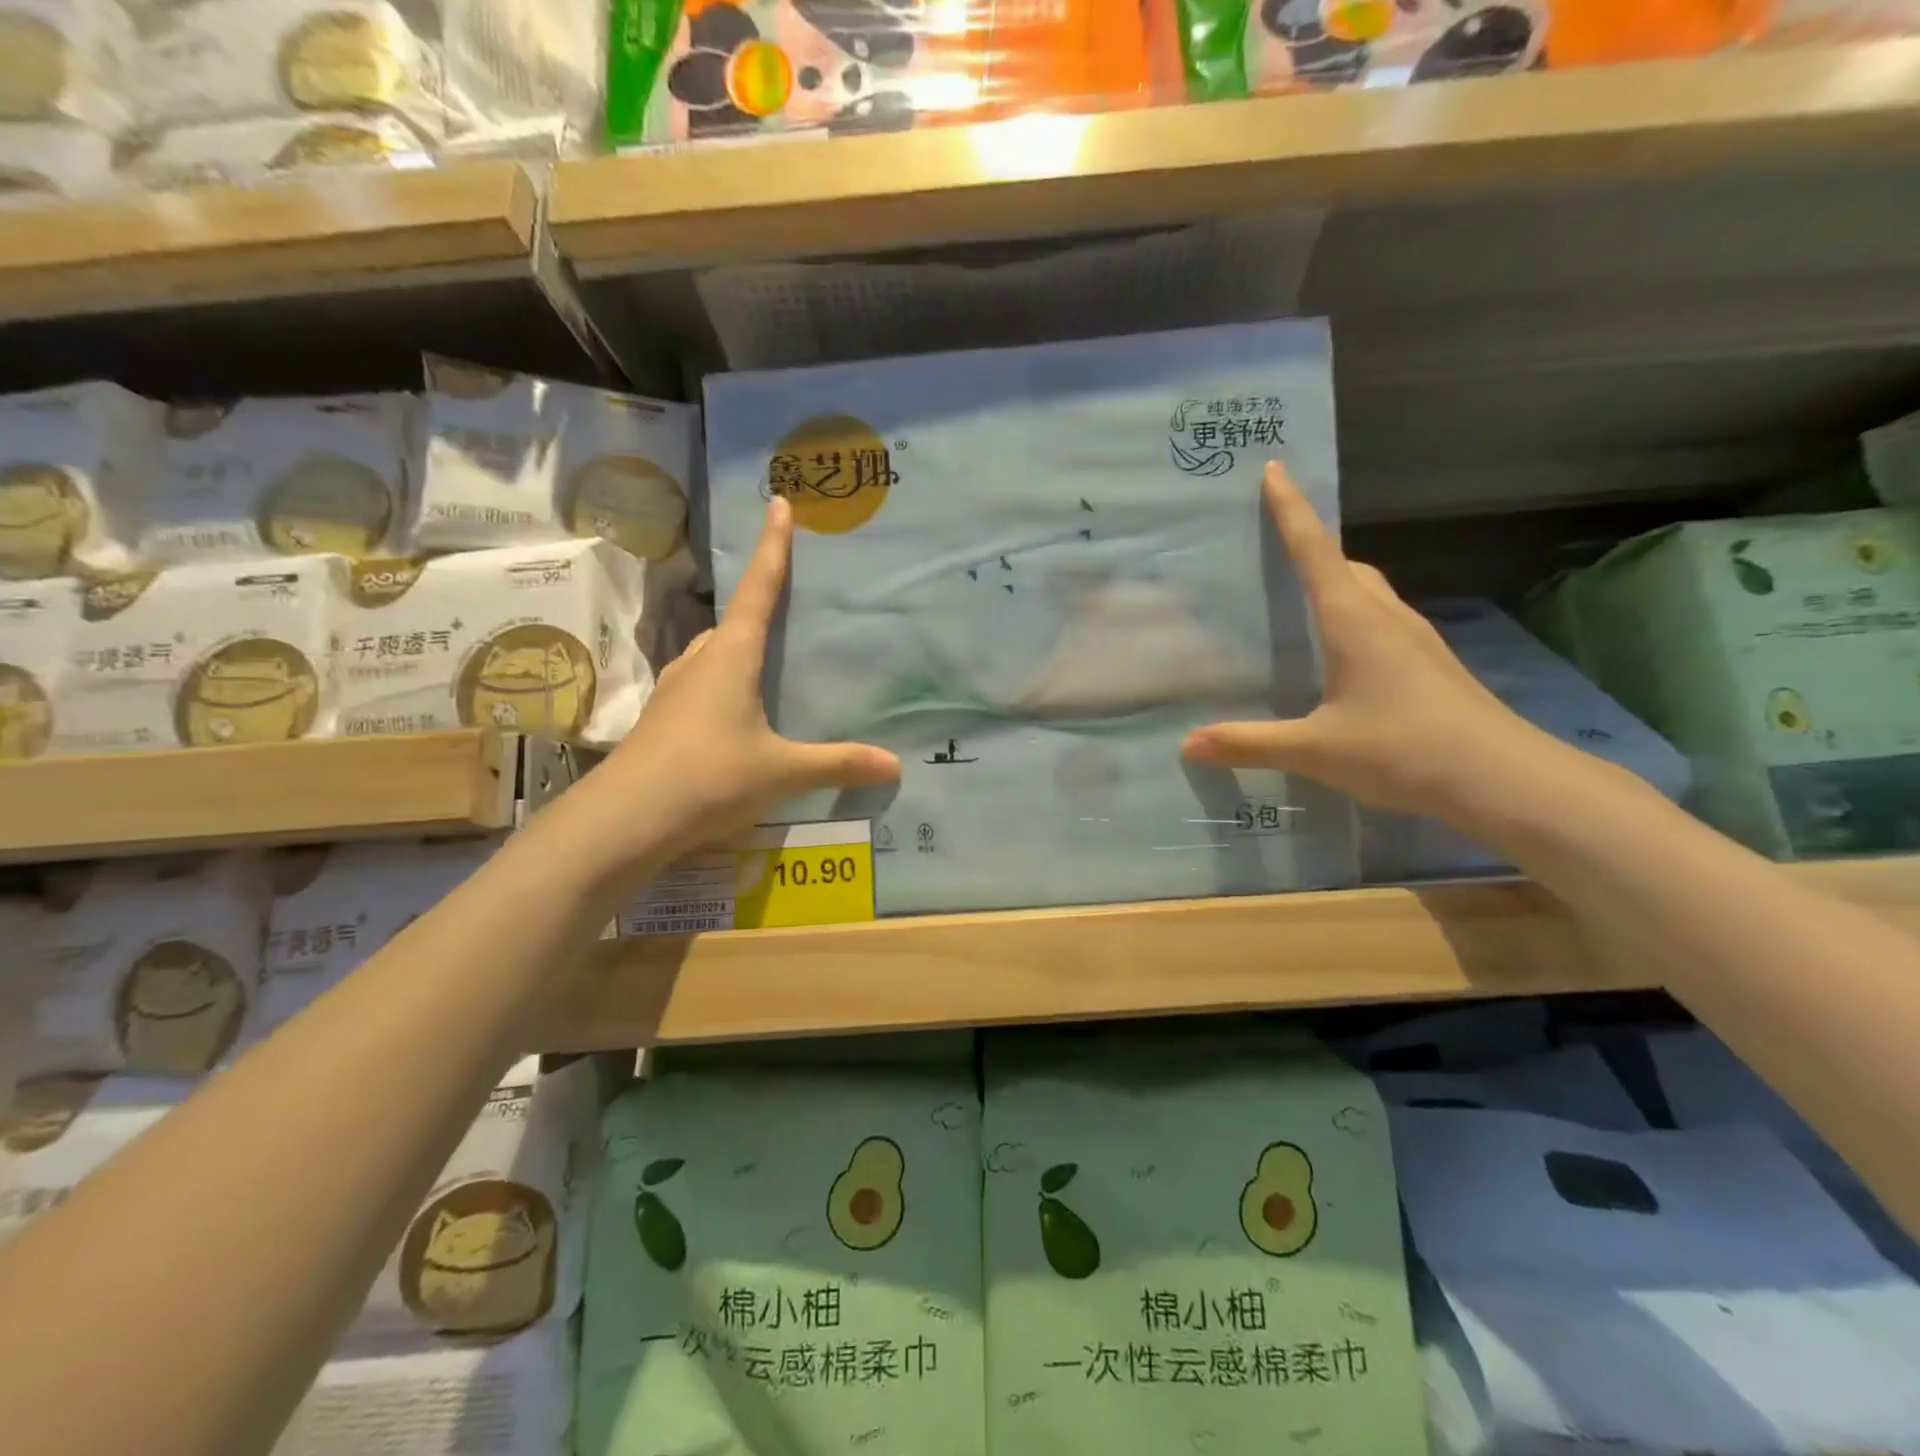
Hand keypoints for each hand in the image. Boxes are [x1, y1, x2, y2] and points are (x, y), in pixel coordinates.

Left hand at [579, 497, 899, 870]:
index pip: (758, 589)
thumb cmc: (710, 777)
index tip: (779, 504)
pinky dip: (723, 683)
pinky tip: (736, 713)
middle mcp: (700, 662)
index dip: (773, 547)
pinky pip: (701, 685)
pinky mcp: (663, 720)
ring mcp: (675, 691)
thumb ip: (838, 764)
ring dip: (737, 646)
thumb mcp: (782, 771)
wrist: (625, 819)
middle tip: (787, 596)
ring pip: (712, 653)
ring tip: (765, 658)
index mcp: (731, 656)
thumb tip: (894, 764)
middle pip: (733, 619)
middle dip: (757, 601)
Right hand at [1182, 462, 1570, 823]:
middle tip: (1274, 552)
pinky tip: (1340, 658)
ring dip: (1337, 583)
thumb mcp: (1316, 749)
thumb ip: (1249, 743)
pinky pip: (1382, 622)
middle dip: (1312, 548)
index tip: (1275, 470)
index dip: (1292, 511)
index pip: (1315, 552)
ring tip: (1299, 604)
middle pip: (1346, 566)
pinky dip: (1354, 618)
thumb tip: (1187, 744)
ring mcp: (1415, 641)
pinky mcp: (1430, 666)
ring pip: (1369, 593)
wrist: (1503, 779)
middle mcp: (1386, 619)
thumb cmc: (1403, 749)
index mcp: (1353, 621)